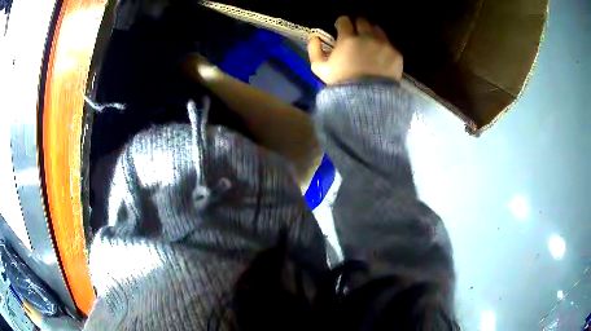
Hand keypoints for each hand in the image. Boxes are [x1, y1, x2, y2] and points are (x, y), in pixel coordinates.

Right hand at [308, 16, 402, 84]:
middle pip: (362, 21)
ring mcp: (384, 45)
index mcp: (348, 39)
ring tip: (369, 43)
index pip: (344, 20)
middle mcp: (368, 37)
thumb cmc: (342, 83)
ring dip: (371, 33)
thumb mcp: (320, 69)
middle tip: (355, 35)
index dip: (341, 23)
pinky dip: (383, 46)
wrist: (368, 101)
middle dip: (357, 25)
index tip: (340, 29)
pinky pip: (389, 43)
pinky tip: (379, 54)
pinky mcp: (396, 54)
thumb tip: (314, 37)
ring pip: (377, 29)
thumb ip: (314, 50)